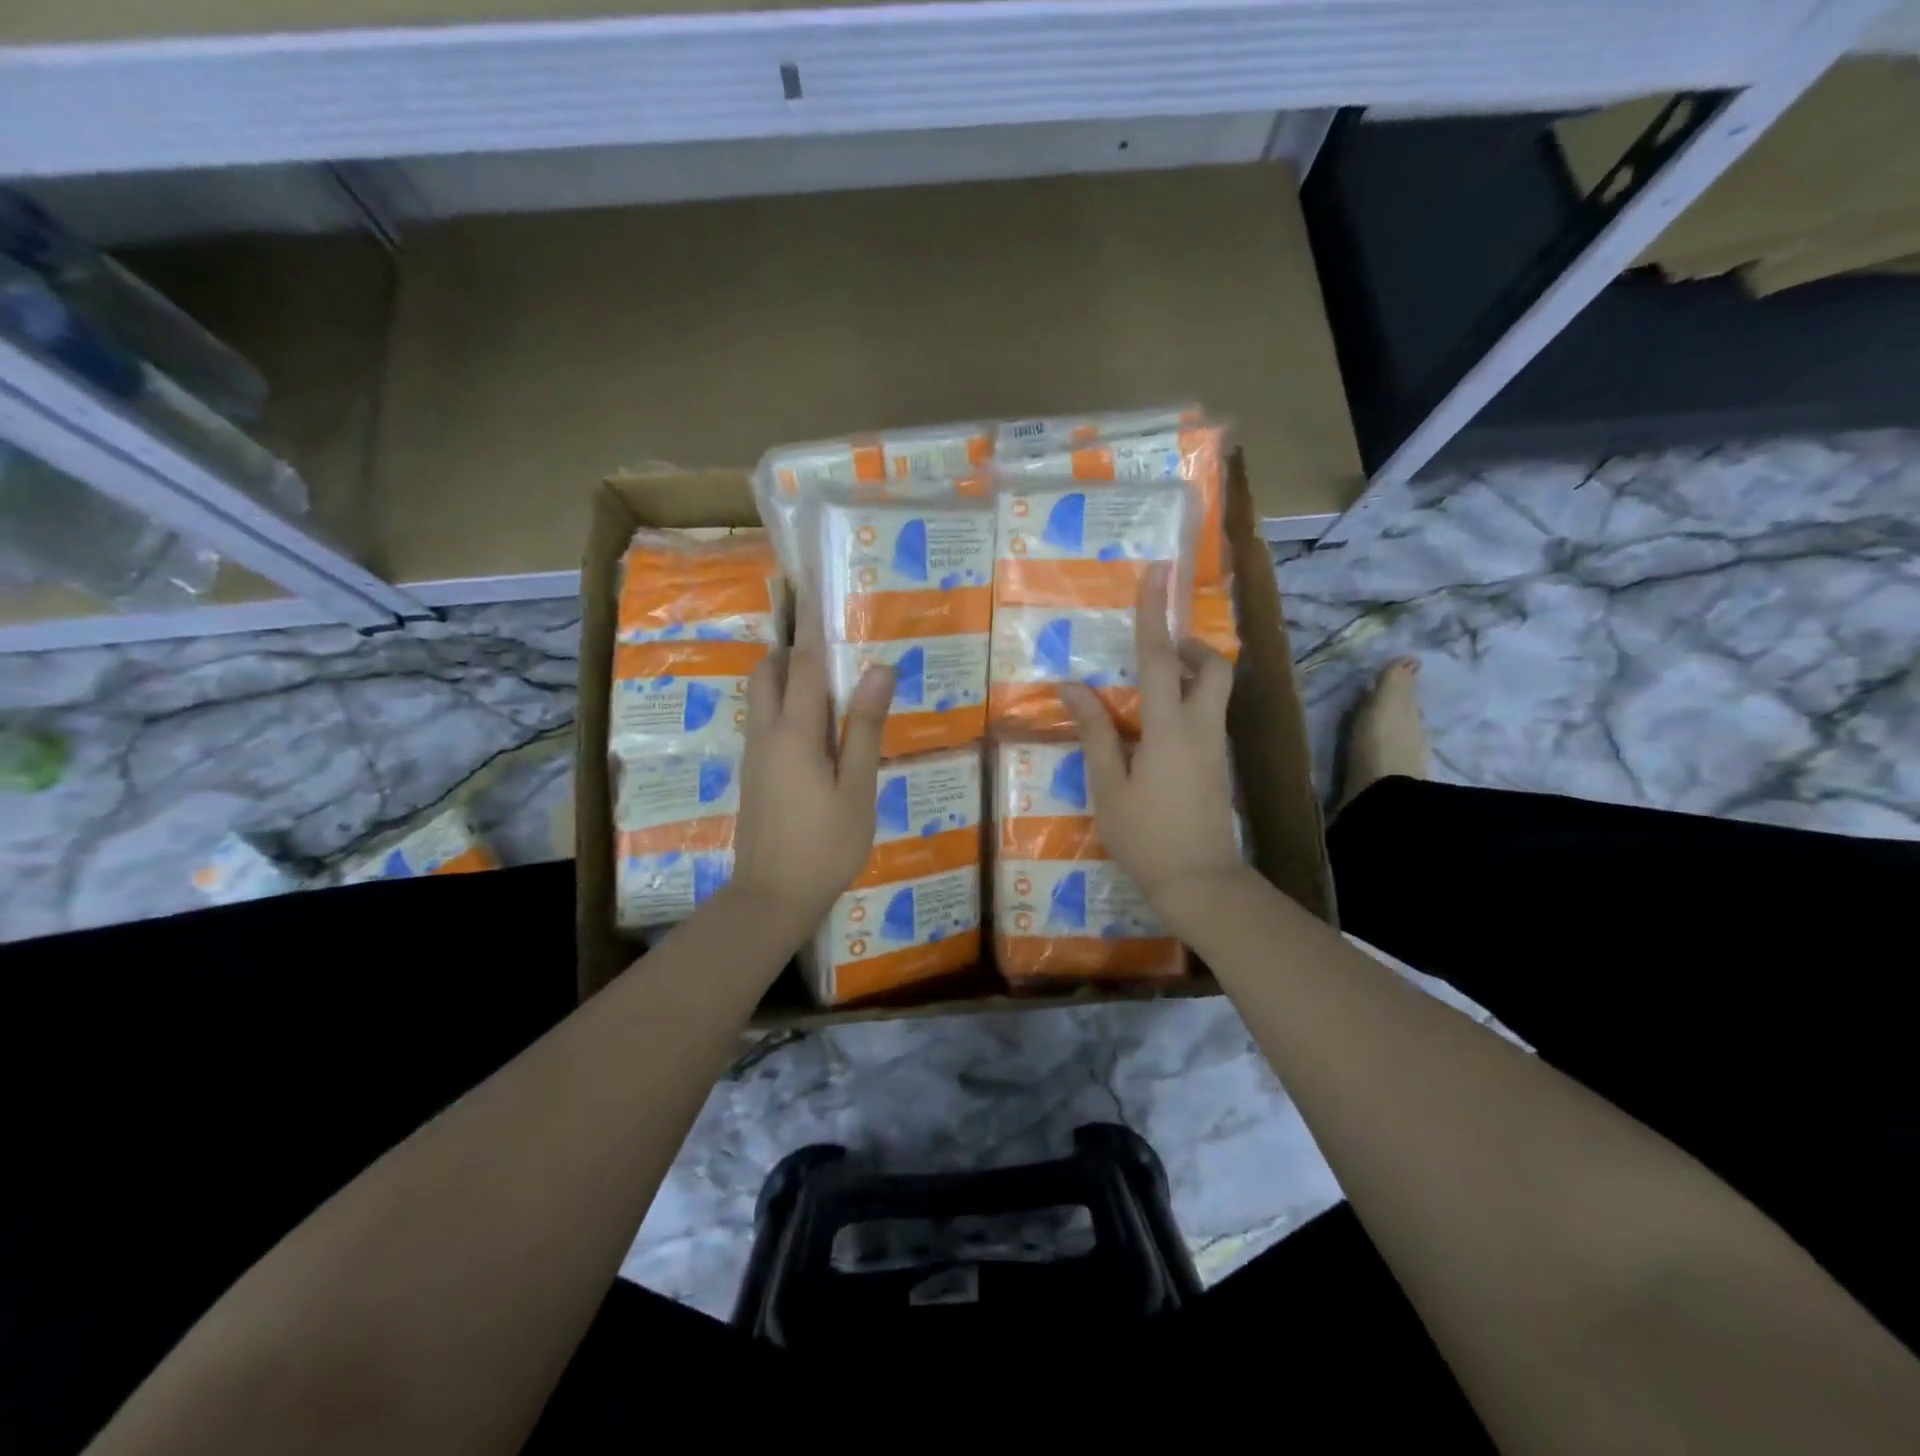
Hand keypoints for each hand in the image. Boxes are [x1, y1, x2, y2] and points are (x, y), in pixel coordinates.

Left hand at [729, 599, 894, 935]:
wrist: (771, 897)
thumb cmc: (825, 845)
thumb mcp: (857, 789)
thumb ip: (864, 728)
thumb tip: (878, 670)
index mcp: (795, 732)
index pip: (804, 664)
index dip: (812, 626)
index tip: (814, 590)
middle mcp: (766, 734)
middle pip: (768, 673)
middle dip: (791, 649)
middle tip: (828, 644)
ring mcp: (754, 755)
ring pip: (760, 697)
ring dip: (785, 677)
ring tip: (827, 683)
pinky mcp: (753, 775)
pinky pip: (763, 722)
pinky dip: (783, 705)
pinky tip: (815, 730)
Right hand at [1058, 564, 1248, 925]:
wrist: (1200, 882)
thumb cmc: (1146, 836)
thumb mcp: (1108, 786)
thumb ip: (1094, 732)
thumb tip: (1071, 687)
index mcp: (1169, 728)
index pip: (1160, 658)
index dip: (1154, 613)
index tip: (1158, 572)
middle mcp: (1201, 727)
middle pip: (1213, 668)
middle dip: (1191, 647)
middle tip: (1159, 653)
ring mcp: (1215, 748)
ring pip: (1214, 692)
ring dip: (1189, 676)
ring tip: (1147, 694)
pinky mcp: (1218, 766)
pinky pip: (1207, 718)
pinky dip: (1187, 705)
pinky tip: (1153, 735)